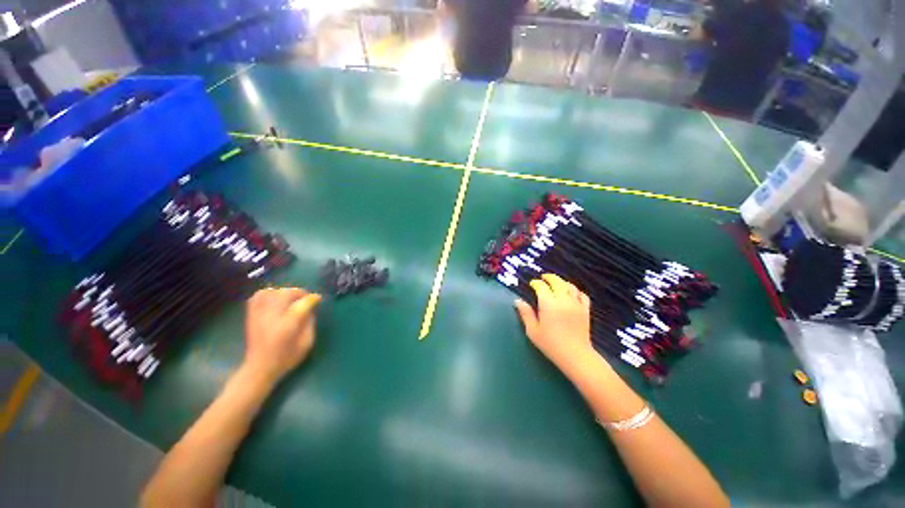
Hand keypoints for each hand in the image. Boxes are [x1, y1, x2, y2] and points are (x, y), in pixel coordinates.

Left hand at [244, 287, 322, 383]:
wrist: (259, 368)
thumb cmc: (286, 358)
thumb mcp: (306, 343)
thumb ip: (310, 323)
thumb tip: (310, 308)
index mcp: (287, 326)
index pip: (302, 305)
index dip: (313, 299)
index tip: (318, 299)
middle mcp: (271, 318)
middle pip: (286, 294)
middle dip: (299, 293)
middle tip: (306, 298)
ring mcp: (259, 315)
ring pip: (271, 292)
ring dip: (285, 292)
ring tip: (292, 298)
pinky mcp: (251, 315)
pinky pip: (258, 296)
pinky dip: (268, 293)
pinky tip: (275, 297)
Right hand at [515, 274, 595, 373]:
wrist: (575, 355)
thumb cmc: (550, 344)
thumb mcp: (533, 330)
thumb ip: (526, 314)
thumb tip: (518, 301)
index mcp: (548, 304)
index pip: (541, 286)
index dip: (536, 283)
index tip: (532, 284)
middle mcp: (562, 300)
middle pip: (557, 281)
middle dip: (549, 277)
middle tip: (543, 278)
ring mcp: (576, 304)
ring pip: (570, 286)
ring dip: (562, 282)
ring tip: (556, 284)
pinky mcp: (585, 310)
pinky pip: (582, 295)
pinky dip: (576, 291)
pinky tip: (571, 293)